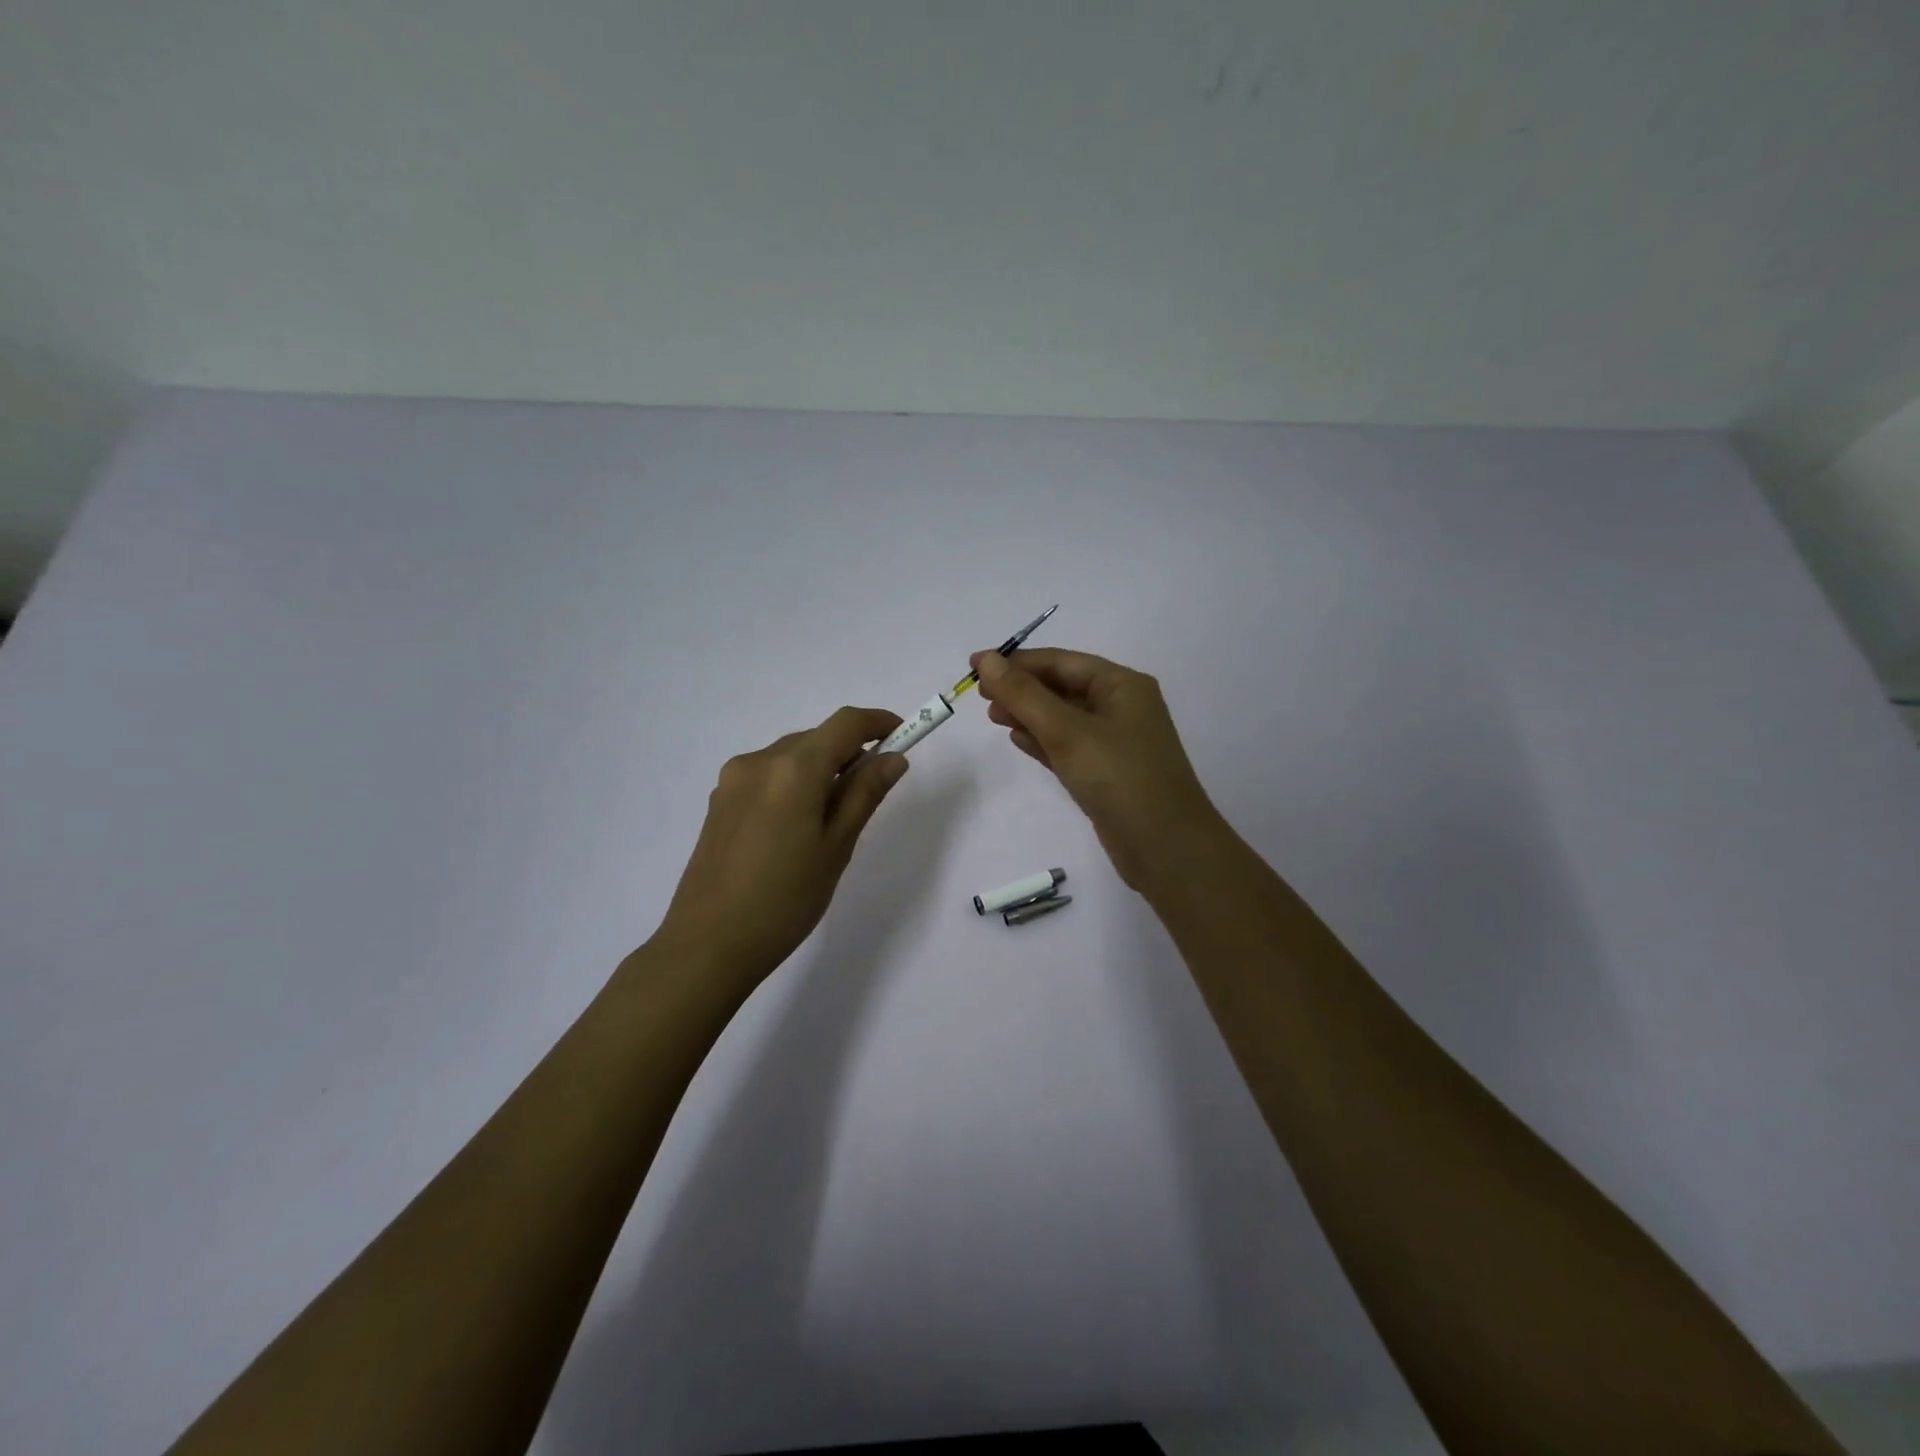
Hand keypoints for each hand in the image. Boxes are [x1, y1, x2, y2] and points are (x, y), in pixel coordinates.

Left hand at [656, 706, 910, 985]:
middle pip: (817, 737)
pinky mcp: (720, 801)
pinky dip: (794, 783)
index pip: (846, 723)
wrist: (708, 944)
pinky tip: (797, 826)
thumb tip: (894, 758)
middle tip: (874, 790)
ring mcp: (734, 779)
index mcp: (794, 768)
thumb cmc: (785, 899)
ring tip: (834, 817)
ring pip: (791, 756)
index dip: (879, 722)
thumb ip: (865, 794)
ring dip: (821, 768)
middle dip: (850, 751)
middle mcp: (760, 760)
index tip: (904, 736)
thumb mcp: (836, 847)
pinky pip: (768, 775)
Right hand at [971, 647, 1227, 893]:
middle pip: (1062, 687)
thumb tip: (986, 660)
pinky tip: (1017, 740)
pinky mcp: (1106, 773)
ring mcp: (1115, 743)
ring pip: (1062, 718)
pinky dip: (1042, 741)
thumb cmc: (1119, 777)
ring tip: (992, 716)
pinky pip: (1068, 746)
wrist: (1166, 848)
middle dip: (1021, 688)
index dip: (1016, 662)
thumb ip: (1023, 695)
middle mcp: (1121, 707)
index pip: (1061, 661)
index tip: (975, 665)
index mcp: (1121, 685)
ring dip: (1028, 714)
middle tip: (979, 696)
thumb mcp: (1067, 731)